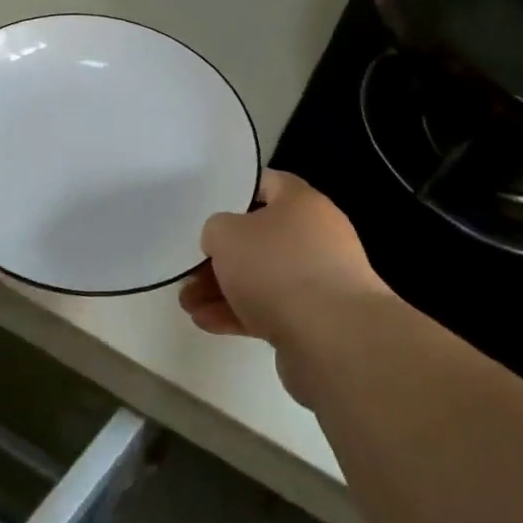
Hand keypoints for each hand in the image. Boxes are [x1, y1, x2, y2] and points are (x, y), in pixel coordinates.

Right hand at [179, 171, 388, 403]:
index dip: (235, 193)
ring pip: (262, 277)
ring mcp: (319, 280)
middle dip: (221, 256)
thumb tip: (224, 242)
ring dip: (223, 289)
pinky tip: (206, 323)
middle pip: (260, 238)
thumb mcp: (226, 234)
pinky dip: (239, 314)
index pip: (267, 184)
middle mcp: (316, 236)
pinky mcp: (316, 320)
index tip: (207, 208)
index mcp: (302, 203)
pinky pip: (271, 309)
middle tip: (190, 270)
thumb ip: (216, 230)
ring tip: (188, 304)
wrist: (334, 339)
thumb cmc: (277, 267)